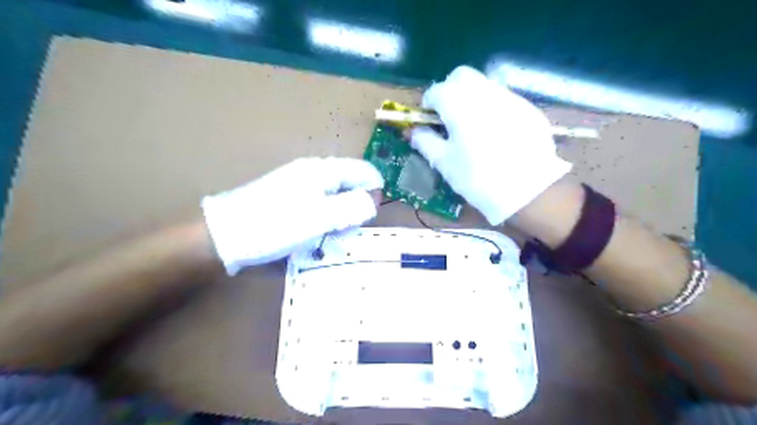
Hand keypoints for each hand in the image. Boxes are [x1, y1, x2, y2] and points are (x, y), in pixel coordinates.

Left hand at [201, 157, 381, 274]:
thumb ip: (352, 207)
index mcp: (323, 170)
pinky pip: (321, 206)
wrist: (225, 236)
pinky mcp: (292, 200)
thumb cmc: (275, 225)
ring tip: (329, 237)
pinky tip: (316, 236)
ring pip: (337, 197)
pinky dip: (326, 220)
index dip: (373, 193)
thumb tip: (373, 201)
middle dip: (356, 208)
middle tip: (344, 231)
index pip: (364, 172)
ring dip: (341, 217)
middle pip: (351, 184)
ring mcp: (301, 185)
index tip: (366, 218)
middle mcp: (314, 172)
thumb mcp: (319, 217)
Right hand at [412, 65, 570, 224]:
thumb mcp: (445, 163)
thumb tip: (413, 131)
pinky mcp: (528, 108)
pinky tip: (496, 134)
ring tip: (472, 127)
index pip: (436, 90)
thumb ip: (425, 142)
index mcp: (459, 104)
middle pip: (461, 77)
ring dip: (471, 98)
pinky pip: (503, 99)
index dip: (428, 104)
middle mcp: (485, 92)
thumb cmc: (478, 178)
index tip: (428, 121)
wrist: (529, 191)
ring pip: (484, 85)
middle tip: (448, 117)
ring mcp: (510, 98)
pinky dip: (492, 108)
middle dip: (449, 91)